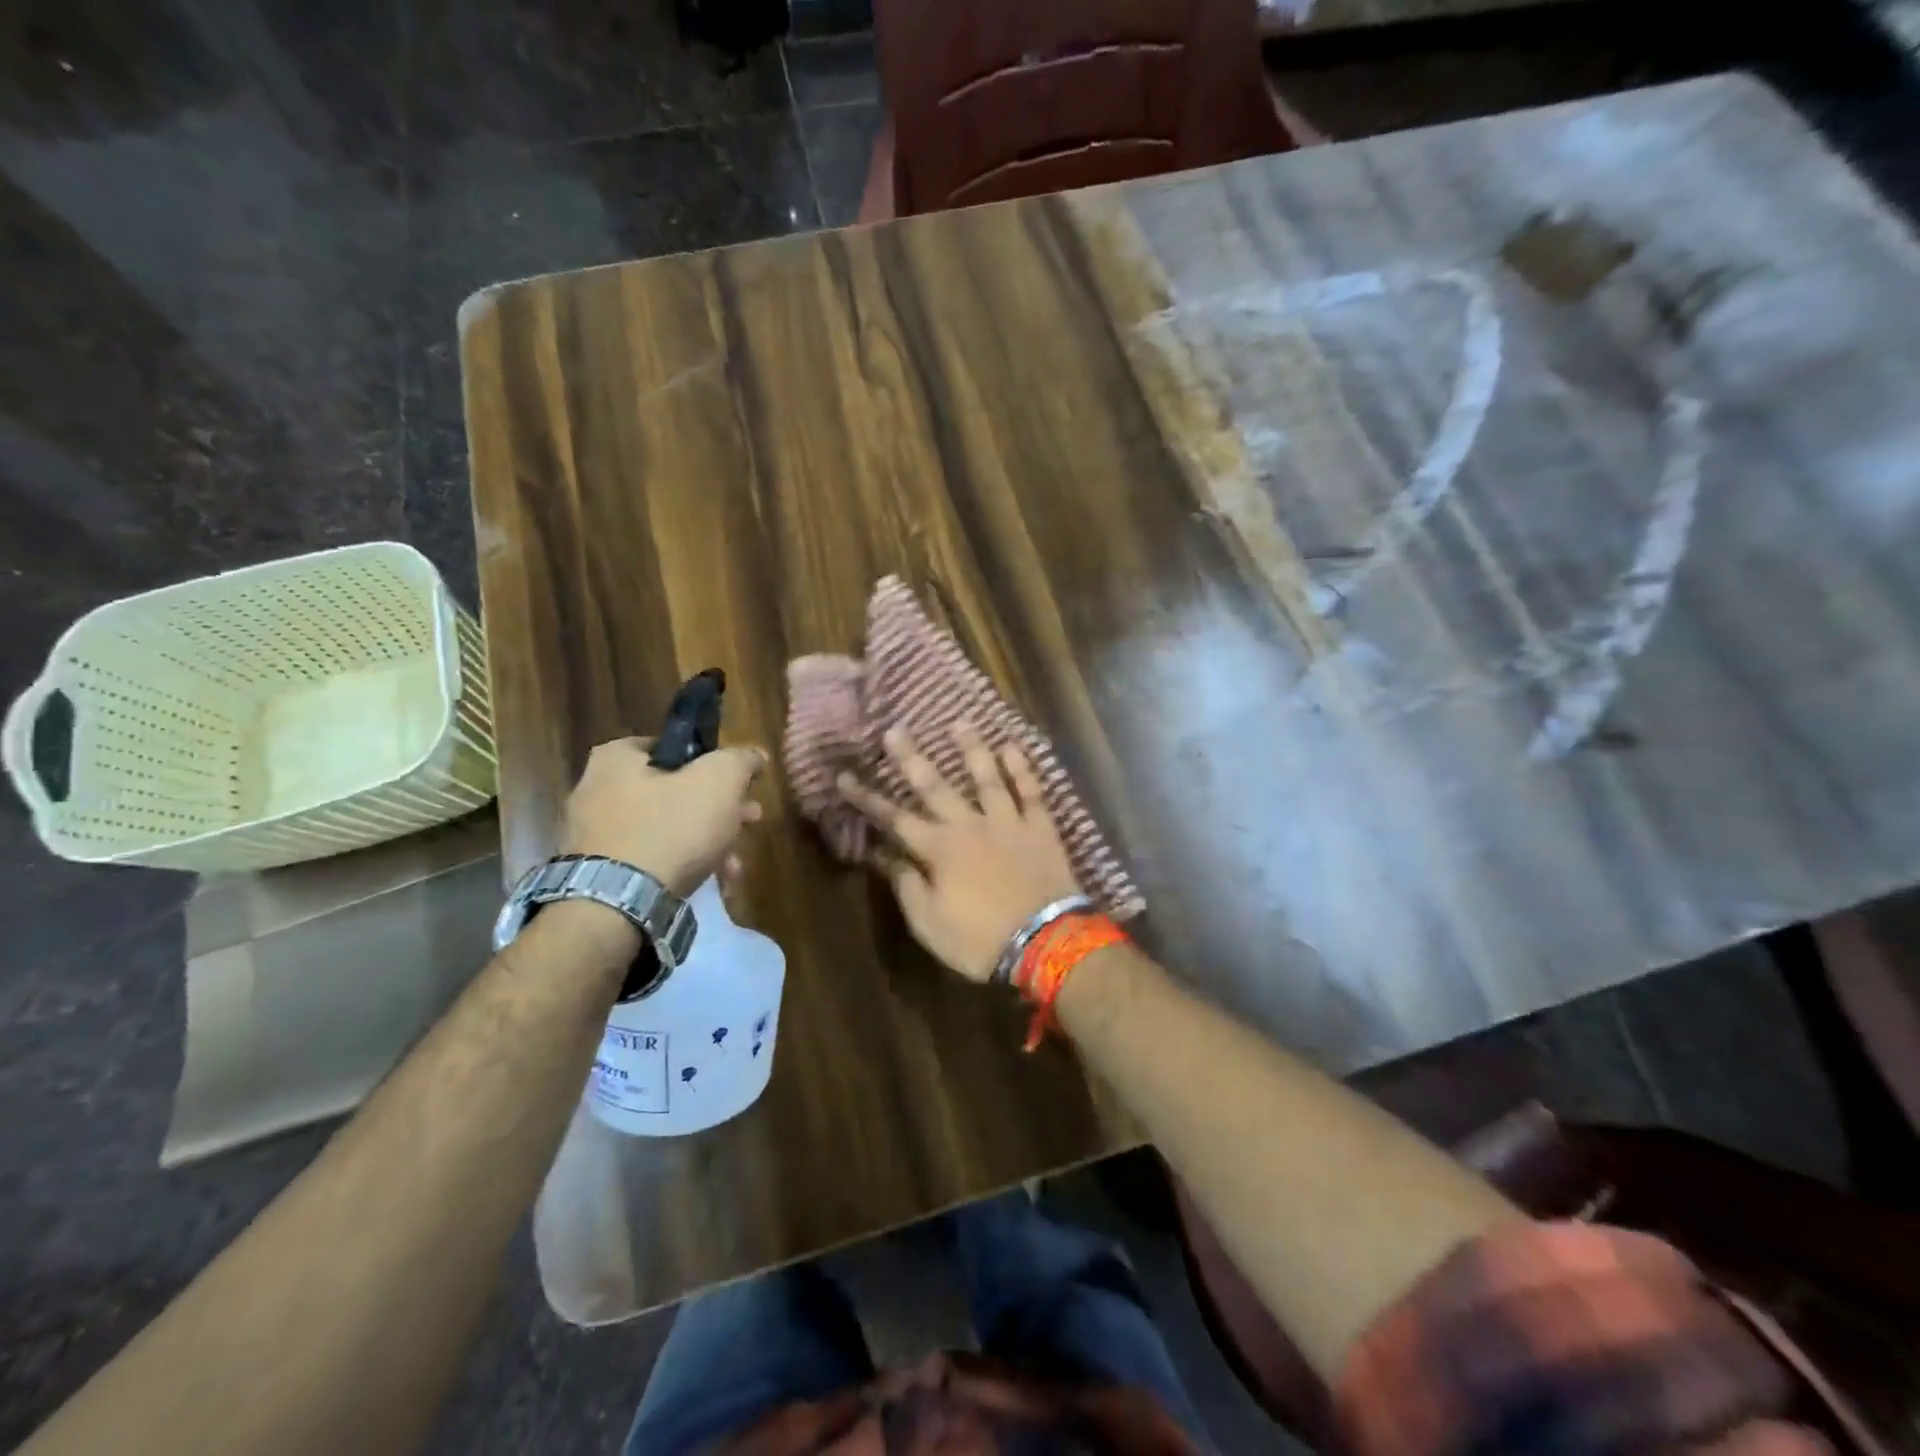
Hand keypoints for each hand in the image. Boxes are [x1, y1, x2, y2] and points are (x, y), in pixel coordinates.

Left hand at [561, 738, 766, 896]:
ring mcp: (594, 836)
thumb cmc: (671, 828)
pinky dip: (682, 866)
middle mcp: (596, 791)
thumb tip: (754, 756)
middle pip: (674, 791)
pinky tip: (712, 882)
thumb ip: (740, 760)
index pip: (672, 746)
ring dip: (707, 841)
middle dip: (719, 808)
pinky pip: (650, 860)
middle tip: (749, 819)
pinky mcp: (599, 874)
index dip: (712, 762)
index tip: (739, 783)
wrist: (618, 905)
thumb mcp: (719, 781)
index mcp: (616, 759)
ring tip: (735, 863)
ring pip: (666, 828)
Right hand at [838, 724, 1080, 982]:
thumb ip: (907, 886)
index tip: (845, 776)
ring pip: (986, 778)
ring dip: (970, 749)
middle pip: (935, 786)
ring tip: (958, 723)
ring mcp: (1007, 822)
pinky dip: (1022, 768)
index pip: (894, 818)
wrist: (1045, 943)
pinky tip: (1012, 746)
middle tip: (895, 730)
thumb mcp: (930, 924)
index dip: (868, 798)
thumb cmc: (980, 940)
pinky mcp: (1039, 827)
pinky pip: (1031, 791)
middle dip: (911, 758)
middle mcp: (970, 825)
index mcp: (939, 850)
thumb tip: (886, 856)